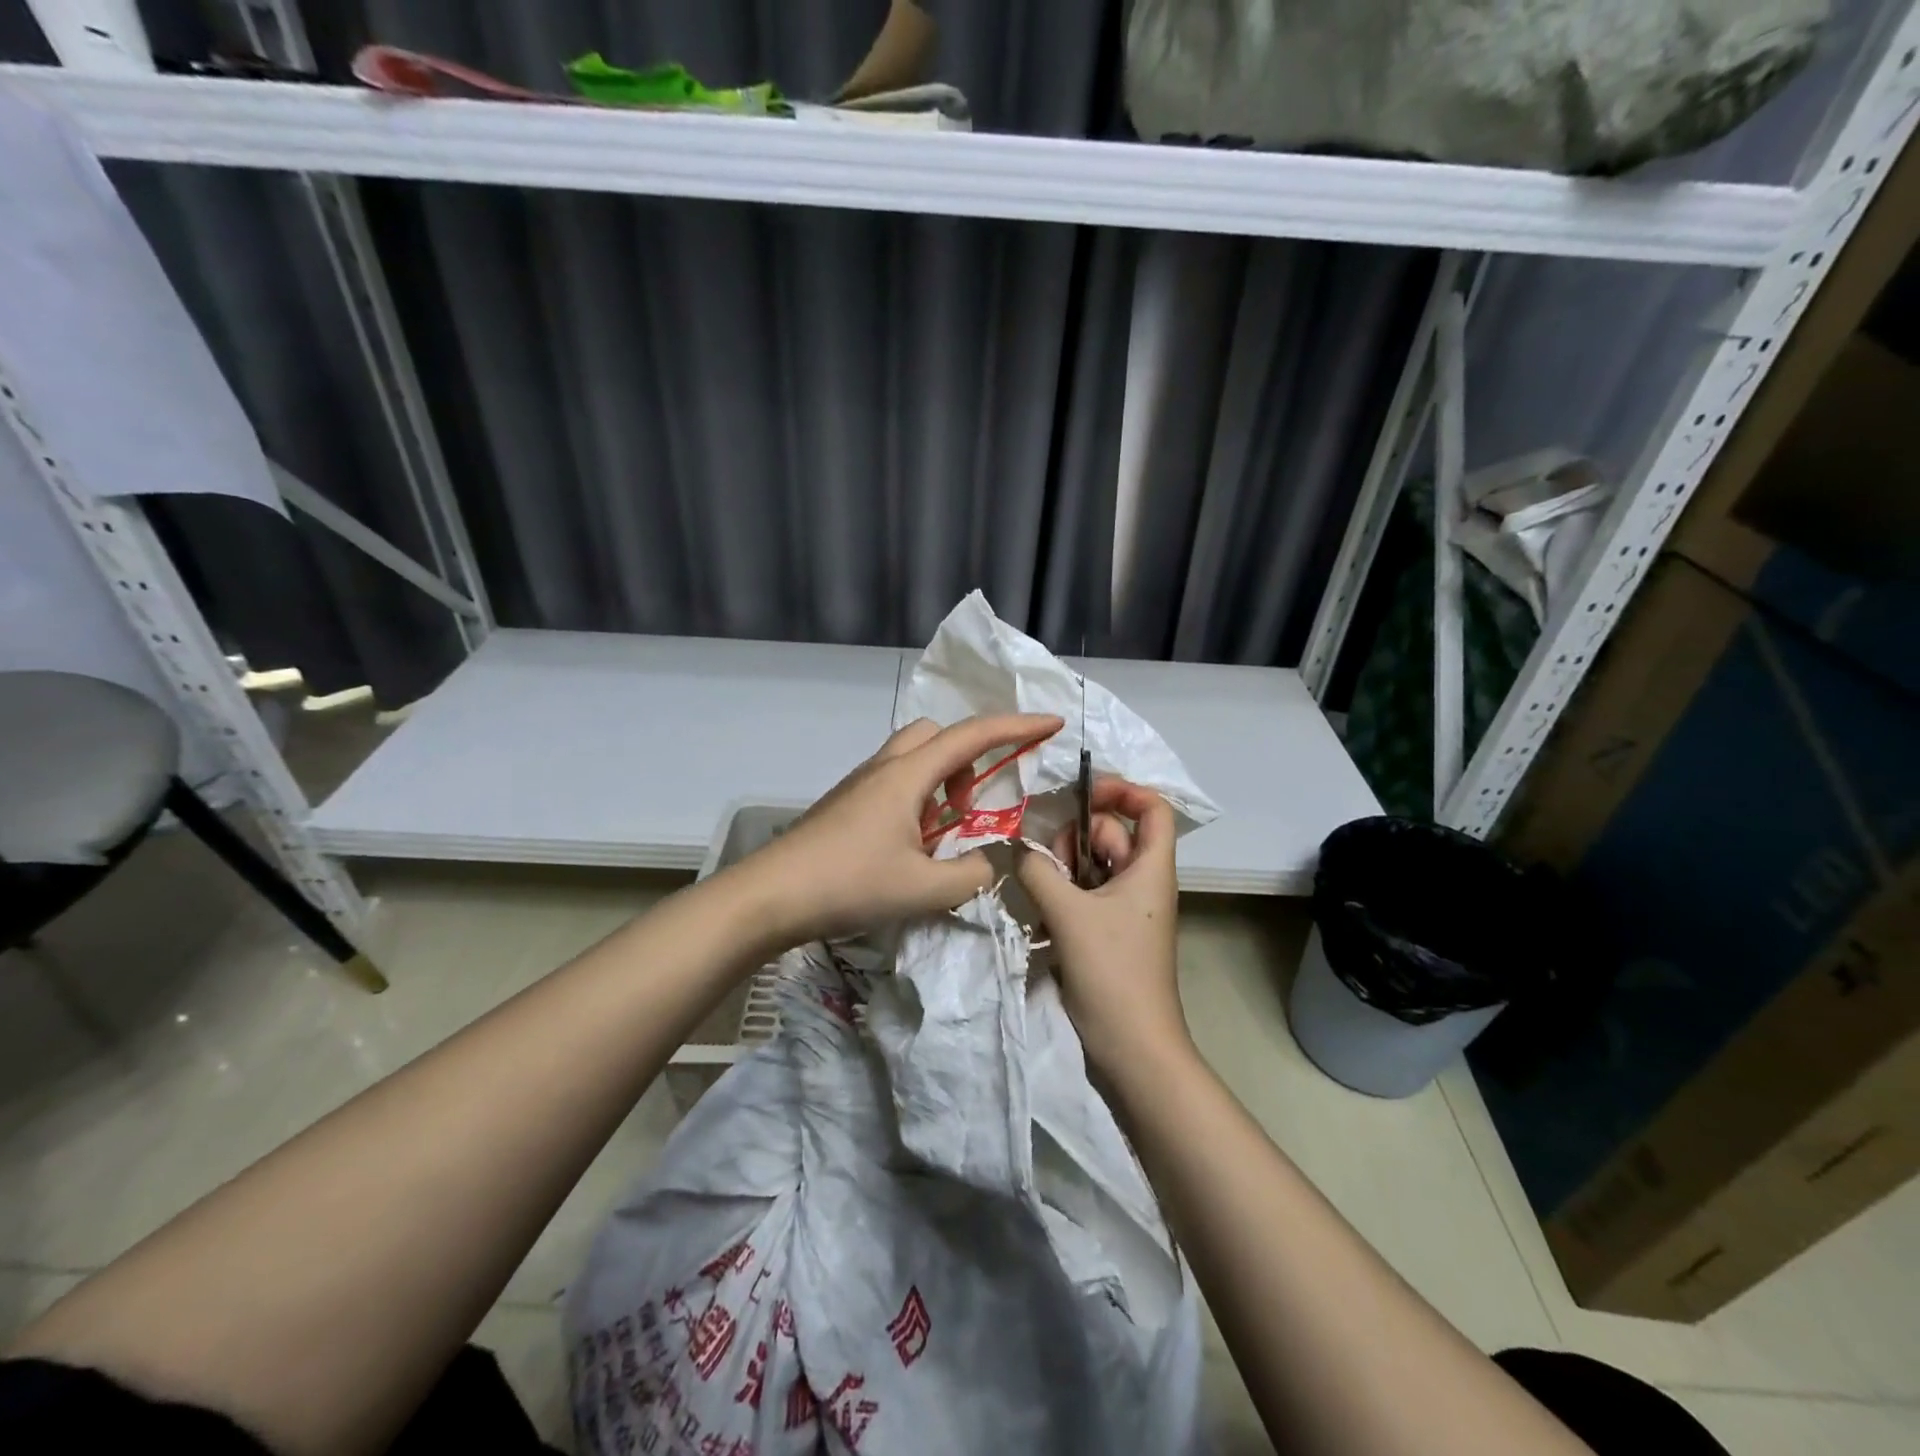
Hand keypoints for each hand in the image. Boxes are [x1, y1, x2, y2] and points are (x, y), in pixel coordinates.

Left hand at [732, 712, 1062, 944]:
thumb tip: (987, 865)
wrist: (770, 896)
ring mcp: (860, 784)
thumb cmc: (848, 884)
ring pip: (912, 758)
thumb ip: (970, 875)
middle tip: (970, 806)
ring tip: (941, 833)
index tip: (1052, 723)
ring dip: (940, 781)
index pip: (972, 736)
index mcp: (907, 776)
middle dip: (968, 758)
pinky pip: (894, 782)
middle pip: (936, 734)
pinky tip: (910, 846)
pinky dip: (917, 799)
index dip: (1017, 726)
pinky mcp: (845, 803)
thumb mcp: (923, 889)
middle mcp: (884, 768)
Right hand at [1016, 777, 1188, 1077]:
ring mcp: (1124, 907)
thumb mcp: (1069, 914)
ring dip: (1062, 869)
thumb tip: (1020, 850)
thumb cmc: (1112, 973)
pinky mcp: (1107, 931)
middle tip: (1048, 865)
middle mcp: (1141, 881)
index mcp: (1150, 868)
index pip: (1152, 808)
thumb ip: (1039, 871)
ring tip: (1042, 895)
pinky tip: (1042, 916)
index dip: (1123, 790)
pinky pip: (1082, 893)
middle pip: (1110, 833)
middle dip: (1074, 837)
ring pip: (1090, 864)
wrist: (1132, 1047)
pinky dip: (1061, 894)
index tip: (1082, 793)